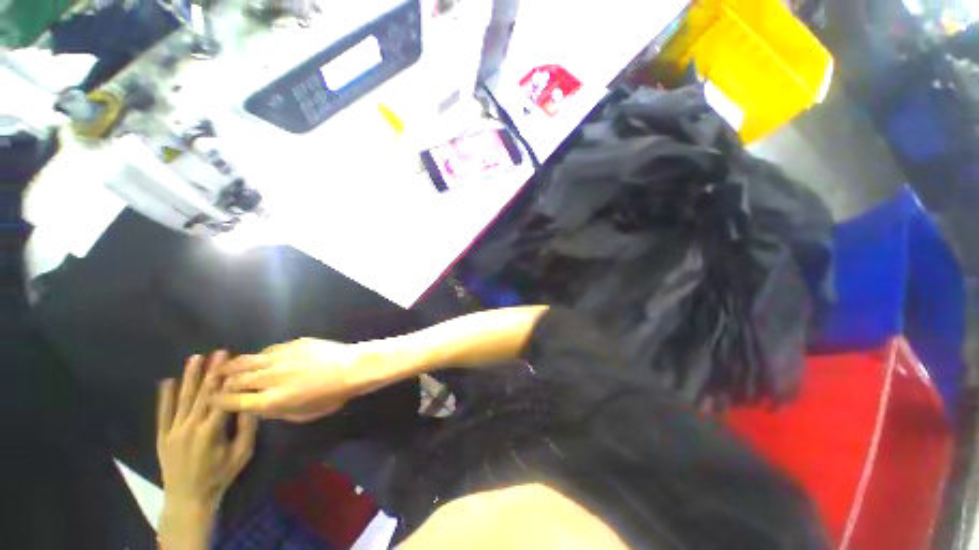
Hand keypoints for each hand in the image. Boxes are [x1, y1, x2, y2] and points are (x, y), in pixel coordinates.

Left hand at [157, 352, 257, 509]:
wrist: (189, 498)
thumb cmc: (220, 474)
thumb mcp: (242, 454)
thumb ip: (247, 428)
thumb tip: (251, 403)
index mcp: (212, 431)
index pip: (222, 398)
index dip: (229, 379)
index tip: (235, 362)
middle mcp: (190, 426)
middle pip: (202, 394)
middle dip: (212, 371)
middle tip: (219, 352)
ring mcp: (174, 430)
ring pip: (182, 399)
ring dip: (189, 377)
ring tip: (195, 358)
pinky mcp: (163, 436)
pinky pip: (163, 413)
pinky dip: (164, 397)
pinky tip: (167, 382)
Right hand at [213, 338, 361, 422]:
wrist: (352, 368)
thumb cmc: (332, 395)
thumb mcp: (304, 414)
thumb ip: (278, 412)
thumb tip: (261, 407)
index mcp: (271, 401)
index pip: (233, 402)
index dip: (220, 402)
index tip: (214, 400)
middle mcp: (269, 378)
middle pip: (235, 380)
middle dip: (222, 383)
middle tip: (217, 383)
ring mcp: (280, 358)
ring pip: (246, 361)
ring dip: (232, 366)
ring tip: (223, 367)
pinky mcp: (292, 344)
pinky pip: (268, 350)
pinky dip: (259, 356)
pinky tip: (258, 358)